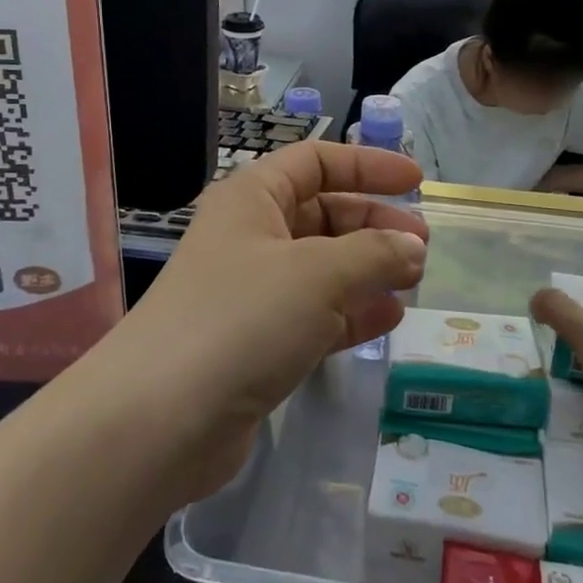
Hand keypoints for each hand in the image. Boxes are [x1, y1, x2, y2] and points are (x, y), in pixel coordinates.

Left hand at [100, 141, 428, 500]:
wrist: (160, 420)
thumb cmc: (241, 319)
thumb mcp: (318, 274)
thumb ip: (374, 254)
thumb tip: (414, 247)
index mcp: (253, 198)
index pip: (317, 162)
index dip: (367, 165)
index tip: (415, 181)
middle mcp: (250, 236)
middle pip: (323, 213)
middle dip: (374, 224)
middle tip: (422, 247)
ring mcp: (251, 292)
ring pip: (322, 267)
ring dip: (368, 270)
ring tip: (414, 282)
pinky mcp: (256, 343)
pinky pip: (315, 314)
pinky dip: (351, 312)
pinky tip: (388, 319)